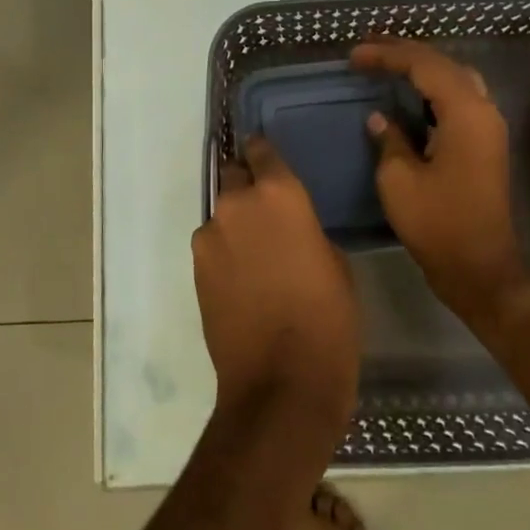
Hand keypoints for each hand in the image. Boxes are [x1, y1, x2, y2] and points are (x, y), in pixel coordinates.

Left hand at [191, 136, 359, 431]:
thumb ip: (306, 229)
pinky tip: (241, 278)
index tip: (268, 160)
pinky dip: (224, 252)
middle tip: (265, 210)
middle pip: (233, 175)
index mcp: (280, 193)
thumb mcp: (334, 262)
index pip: (262, 150)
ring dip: (235, 223)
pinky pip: (211, 245)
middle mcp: (237, 204)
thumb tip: (290, 228)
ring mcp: (210, 235)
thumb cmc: (328, 318)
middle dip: (246, 185)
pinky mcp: (195, 268)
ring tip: (255, 253)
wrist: (281, 379)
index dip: (264, 153)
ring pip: (221, 214)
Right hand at [352, 38, 526, 328]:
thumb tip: (380, 117)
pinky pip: (458, 99)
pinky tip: (408, 94)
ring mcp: (488, 127)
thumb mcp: (399, 179)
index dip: (387, 55)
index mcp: (466, 113)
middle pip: (444, 64)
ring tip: (386, 62)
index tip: (353, 56)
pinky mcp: (484, 144)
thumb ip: (390, 139)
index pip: (425, 66)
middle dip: (406, 53)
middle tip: (368, 48)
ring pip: (455, 79)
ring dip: (421, 67)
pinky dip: (432, 89)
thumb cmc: (437, 224)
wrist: (479, 269)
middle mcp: (484, 111)